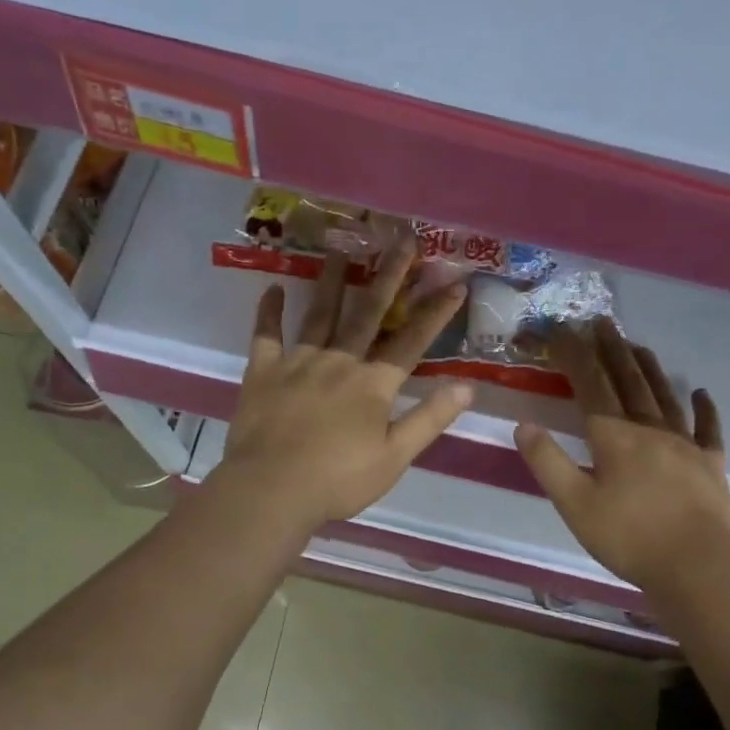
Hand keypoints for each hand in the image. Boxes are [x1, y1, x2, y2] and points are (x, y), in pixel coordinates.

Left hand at [221, 242, 472, 532]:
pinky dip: (269, 312)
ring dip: (333, 280)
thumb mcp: (394, 457)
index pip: (412, 342)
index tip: (456, 283)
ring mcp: (298, 363)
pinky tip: (273, 288)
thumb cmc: (339, 480)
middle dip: (390, 276)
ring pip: (320, 314)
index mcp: (373, 385)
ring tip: (342, 247)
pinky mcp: (263, 372)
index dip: (436, 313)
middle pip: (368, 313)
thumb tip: (467, 386)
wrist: (272, 489)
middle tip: (403, 240)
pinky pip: (266, 335)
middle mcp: (339, 362)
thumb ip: (429, 419)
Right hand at [513, 320, 729, 593]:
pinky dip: (705, 408)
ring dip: (649, 368)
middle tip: (601, 322)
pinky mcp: (711, 464)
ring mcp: (686, 445)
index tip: (560, 331)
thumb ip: (548, 463)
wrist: (695, 566)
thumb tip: (524, 425)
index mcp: (615, 437)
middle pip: (628, 381)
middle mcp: (651, 429)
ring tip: (638, 346)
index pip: (590, 385)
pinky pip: (709, 428)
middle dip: (611, 350)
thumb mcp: (575, 505)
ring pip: (665, 396)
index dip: (574, 355)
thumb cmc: (629, 538)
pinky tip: (701, 392)